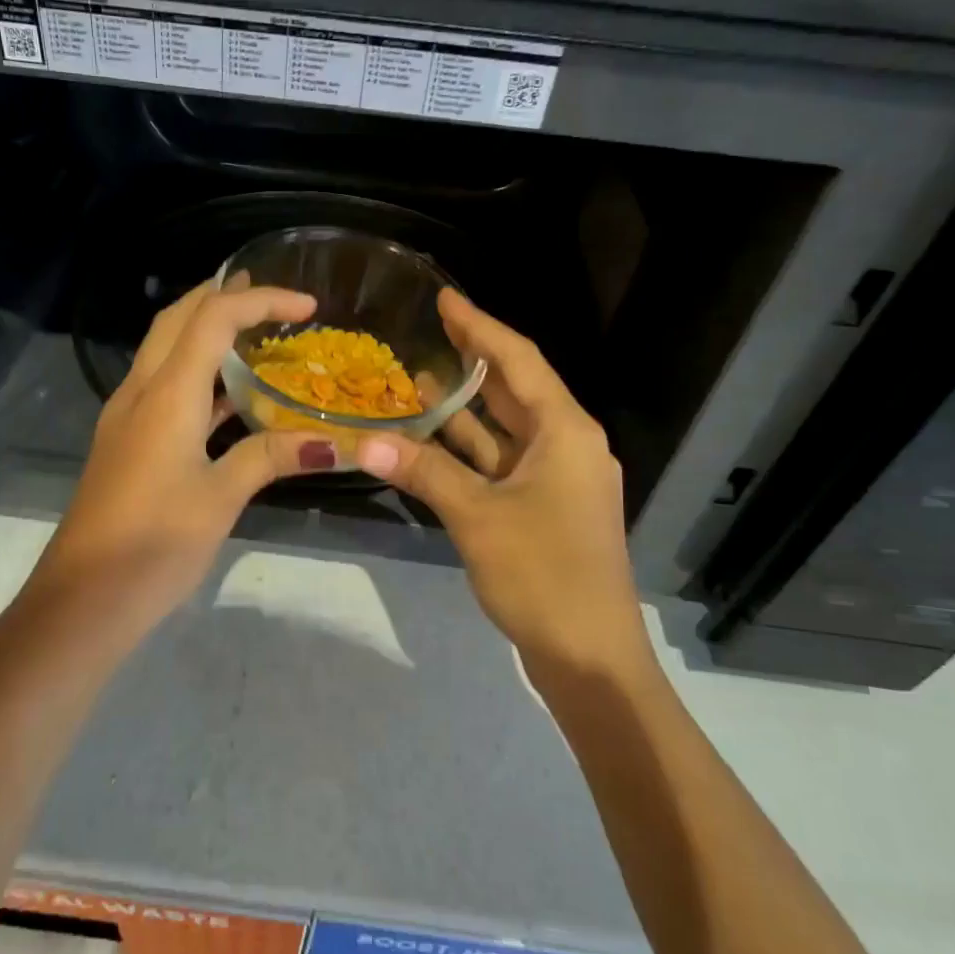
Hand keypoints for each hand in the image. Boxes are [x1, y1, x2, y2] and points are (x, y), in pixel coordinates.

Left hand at [26, 281, 340, 640]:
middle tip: (270, 297)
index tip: (307, 306)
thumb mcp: (220, 499)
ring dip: (205, 331)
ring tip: (254, 331)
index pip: (212, 319)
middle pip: (177, 320)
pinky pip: (165, 388)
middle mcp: (140, 392)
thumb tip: (333, 442)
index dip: (260, 301)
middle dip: (221, 297)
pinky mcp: (127, 443)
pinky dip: (198, 374)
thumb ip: (271, 459)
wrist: (82, 599)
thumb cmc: (153, 545)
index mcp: (165, 395)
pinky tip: (227, 395)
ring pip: (166, 351)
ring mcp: (127, 418)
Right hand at [353, 290, 649, 684]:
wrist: (590, 656)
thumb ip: (424, 471)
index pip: (518, 361)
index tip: (445, 297)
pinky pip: (502, 463)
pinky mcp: (544, 509)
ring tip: (420, 378)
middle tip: (430, 330)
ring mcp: (557, 480)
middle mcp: (567, 445)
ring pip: (506, 430)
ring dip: (467, 410)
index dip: (480, 326)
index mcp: (565, 432)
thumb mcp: (477, 517)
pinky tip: (433, 441)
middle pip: (515, 390)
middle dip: (473, 361)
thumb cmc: (543, 575)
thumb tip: (364, 441)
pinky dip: (470, 451)